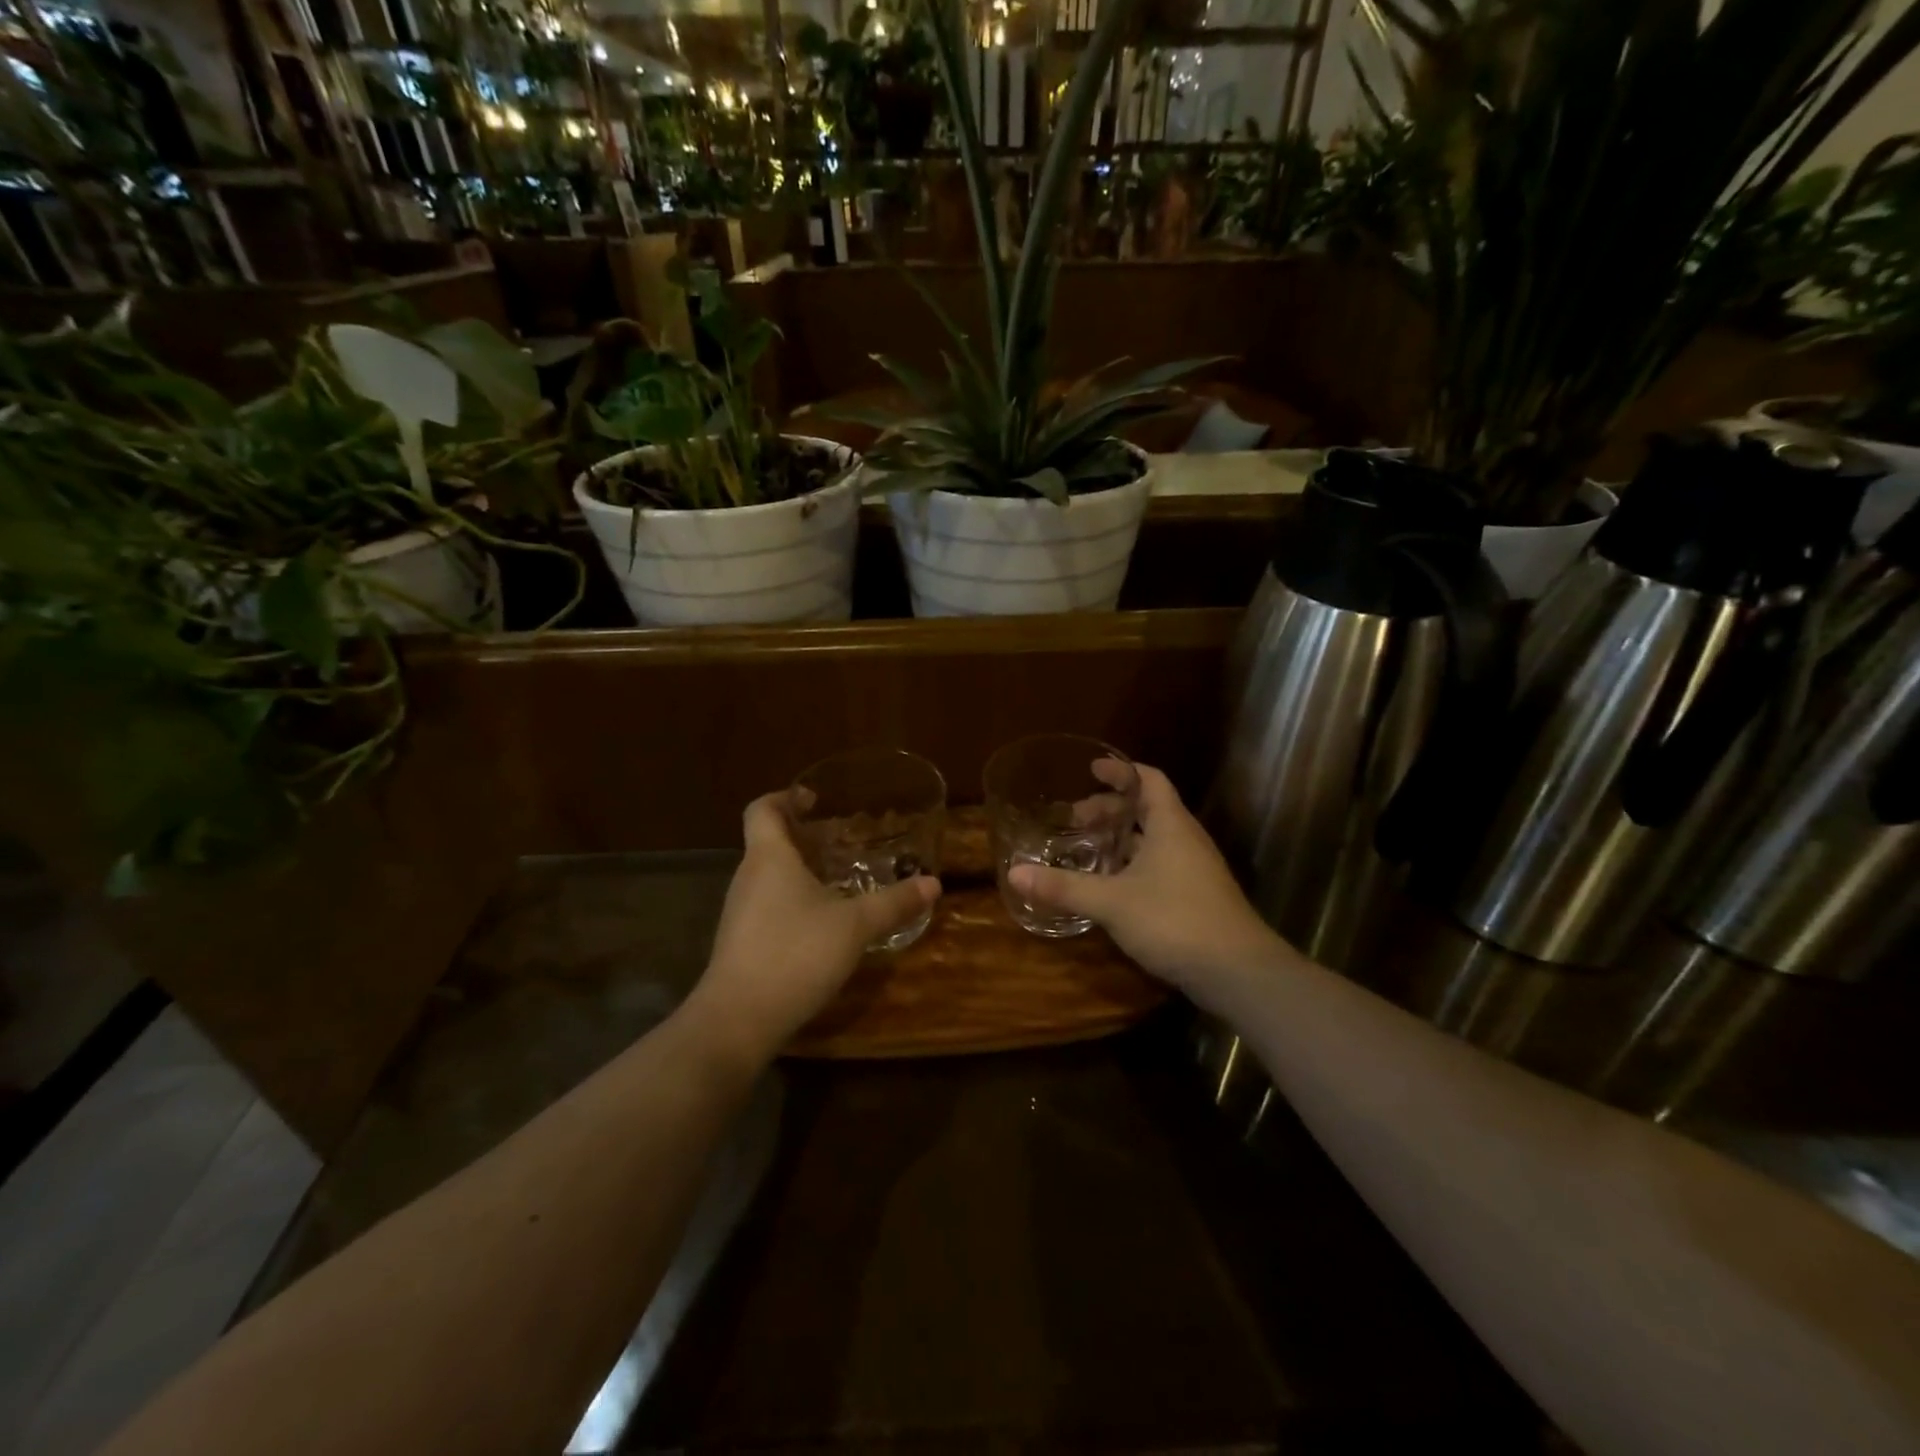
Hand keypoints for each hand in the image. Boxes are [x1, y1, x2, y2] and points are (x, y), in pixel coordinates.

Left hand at [689, 791, 940, 1063]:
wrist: (738, 1020)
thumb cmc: (795, 954)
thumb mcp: (855, 926)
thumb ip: (894, 903)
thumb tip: (933, 883)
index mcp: (769, 857)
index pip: (762, 808)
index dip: (785, 797)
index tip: (814, 799)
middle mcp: (748, 877)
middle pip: (768, 842)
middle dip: (803, 836)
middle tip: (842, 840)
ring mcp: (740, 912)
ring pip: (768, 877)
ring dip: (799, 871)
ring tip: (838, 879)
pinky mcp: (740, 943)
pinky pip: (767, 906)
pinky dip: (792, 902)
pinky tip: (822, 924)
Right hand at [1007, 764, 1280, 1006]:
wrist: (1238, 972)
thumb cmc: (1175, 920)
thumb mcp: (1112, 902)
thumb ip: (1064, 887)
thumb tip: (1014, 873)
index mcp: (1171, 825)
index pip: (1149, 780)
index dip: (1121, 772)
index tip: (1091, 770)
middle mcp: (1185, 840)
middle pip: (1148, 810)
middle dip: (1110, 810)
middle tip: (1076, 819)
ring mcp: (1194, 870)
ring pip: (1153, 841)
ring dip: (1121, 840)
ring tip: (1086, 850)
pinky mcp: (1196, 897)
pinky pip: (1159, 866)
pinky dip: (1132, 865)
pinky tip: (1110, 887)